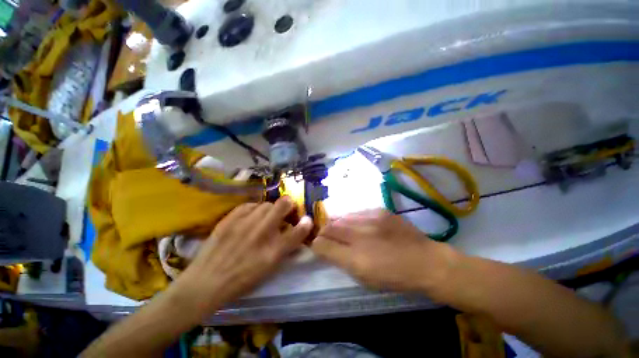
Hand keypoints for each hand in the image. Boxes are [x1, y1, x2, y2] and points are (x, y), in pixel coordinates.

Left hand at [172, 197, 312, 319]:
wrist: (205, 283)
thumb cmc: (241, 281)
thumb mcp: (269, 269)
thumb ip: (285, 249)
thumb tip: (295, 233)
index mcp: (273, 252)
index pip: (298, 231)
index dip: (306, 223)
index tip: (307, 219)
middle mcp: (261, 234)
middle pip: (283, 205)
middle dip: (289, 204)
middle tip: (287, 209)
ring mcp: (244, 224)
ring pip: (266, 203)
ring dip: (271, 208)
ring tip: (267, 216)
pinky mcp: (229, 219)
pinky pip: (249, 205)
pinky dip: (254, 209)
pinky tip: (252, 216)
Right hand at [311, 209, 458, 294]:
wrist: (425, 261)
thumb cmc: (394, 277)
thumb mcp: (364, 278)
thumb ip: (340, 261)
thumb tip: (324, 247)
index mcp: (355, 258)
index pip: (322, 245)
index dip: (316, 244)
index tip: (318, 245)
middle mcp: (360, 235)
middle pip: (329, 227)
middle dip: (324, 232)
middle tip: (327, 237)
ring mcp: (370, 219)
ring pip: (341, 217)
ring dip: (337, 224)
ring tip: (341, 230)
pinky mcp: (378, 210)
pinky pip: (355, 212)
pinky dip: (351, 219)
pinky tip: (357, 225)